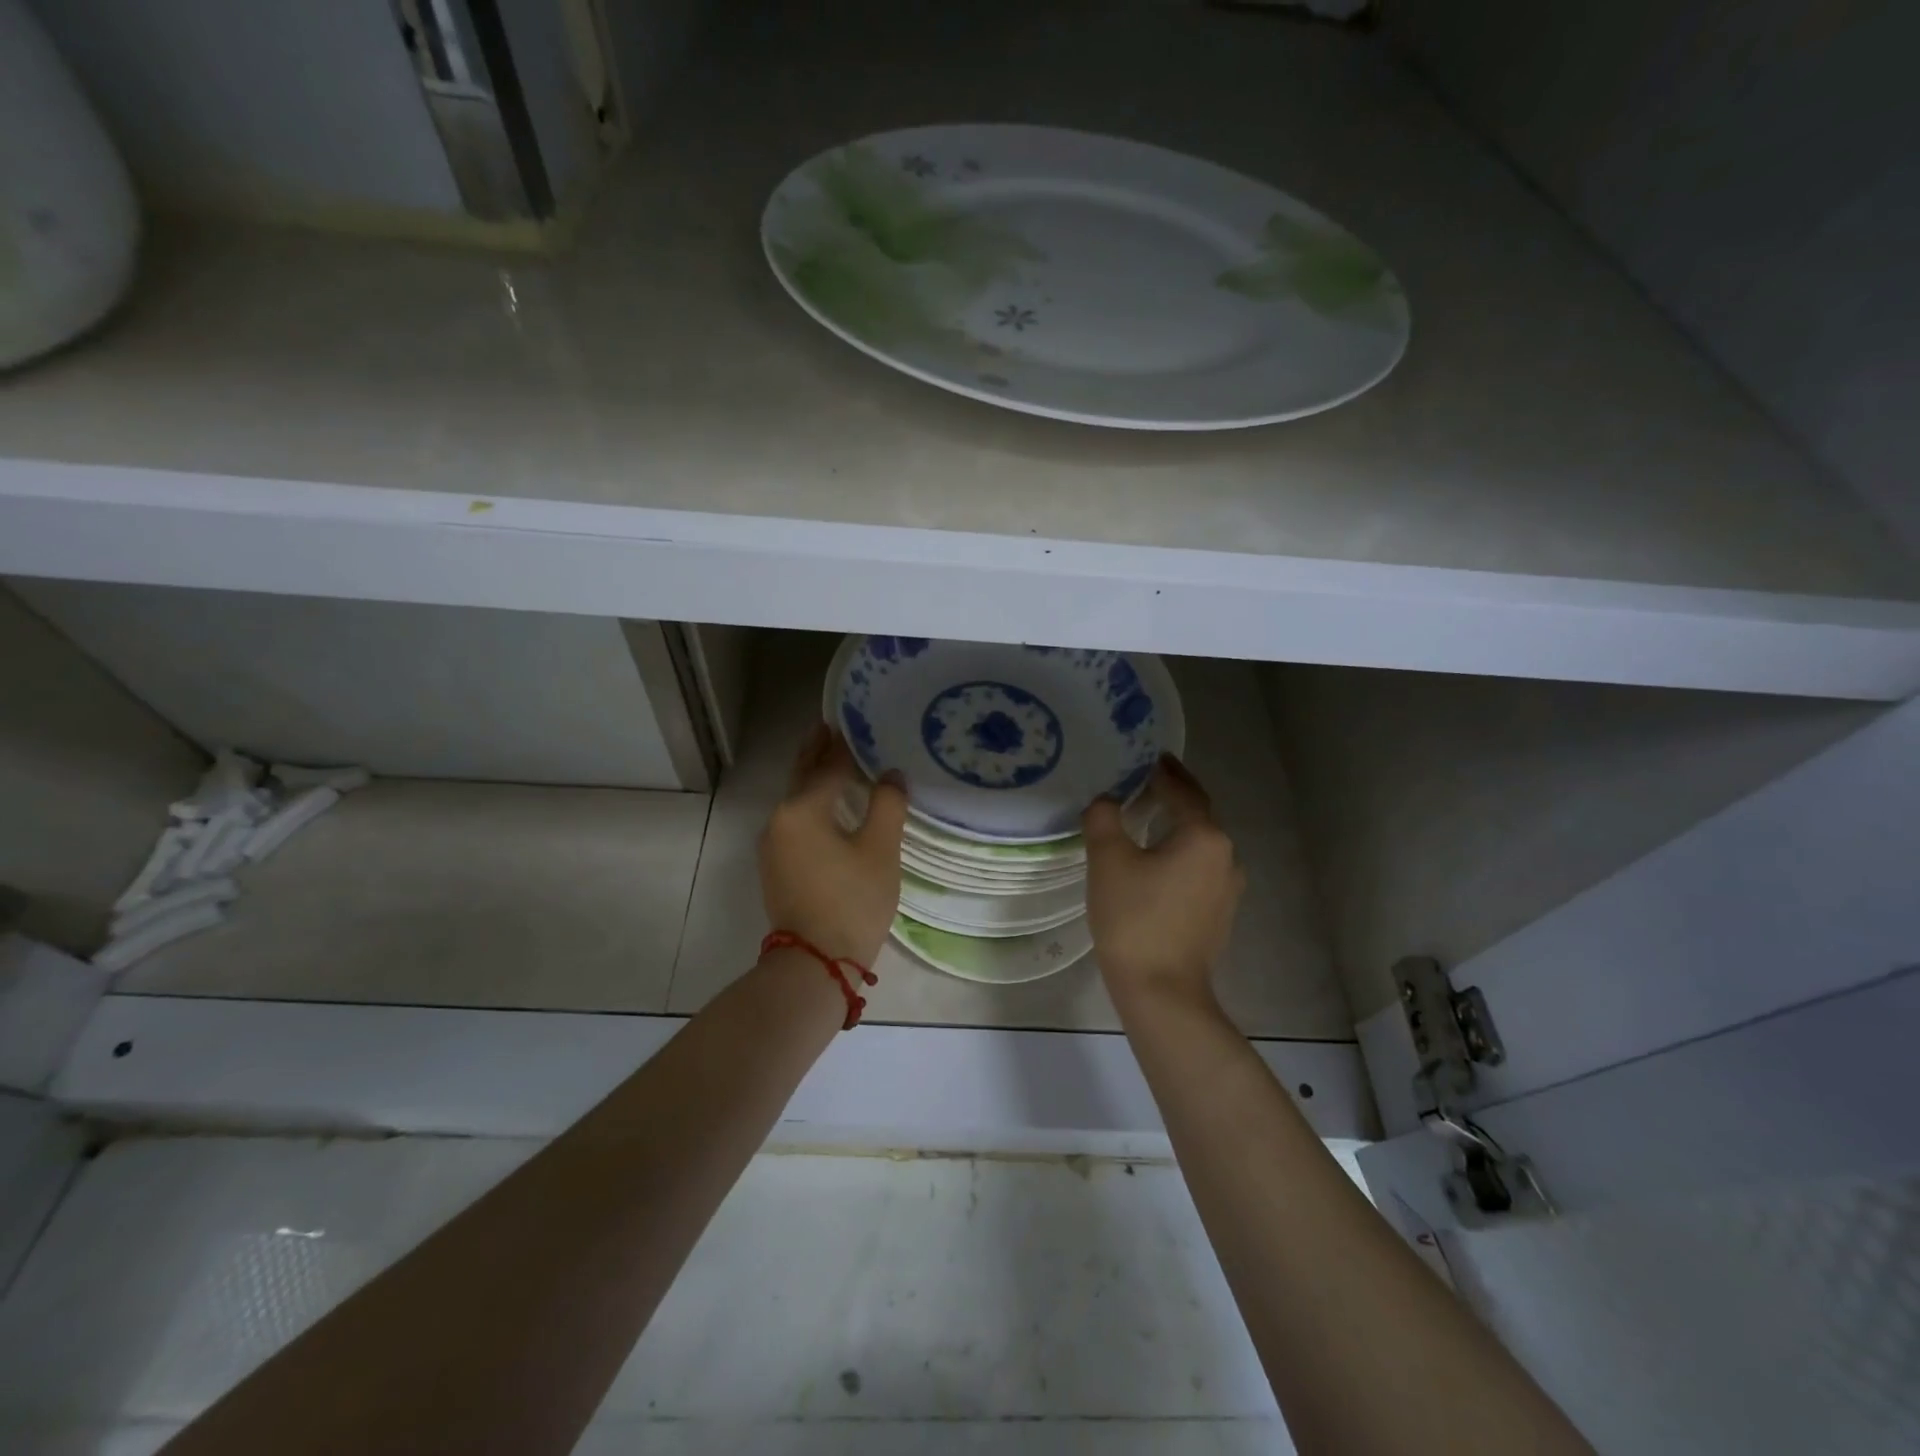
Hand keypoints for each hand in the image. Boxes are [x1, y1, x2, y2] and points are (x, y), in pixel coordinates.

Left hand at [758, 725, 908, 966]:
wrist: (816, 963)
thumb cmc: (852, 901)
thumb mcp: (880, 850)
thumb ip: (887, 805)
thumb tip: (891, 775)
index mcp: (801, 810)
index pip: (826, 767)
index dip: (842, 746)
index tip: (851, 723)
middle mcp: (779, 820)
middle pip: (801, 777)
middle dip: (815, 752)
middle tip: (828, 728)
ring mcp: (773, 845)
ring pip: (795, 801)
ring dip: (812, 779)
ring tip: (831, 761)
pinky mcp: (776, 867)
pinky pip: (794, 822)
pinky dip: (809, 805)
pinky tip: (825, 806)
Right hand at [1083, 755, 1244, 1005]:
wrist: (1162, 990)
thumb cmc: (1134, 918)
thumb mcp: (1108, 860)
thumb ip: (1104, 818)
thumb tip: (1106, 800)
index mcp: (1204, 836)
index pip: (1183, 791)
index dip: (1164, 772)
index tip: (1147, 757)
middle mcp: (1225, 855)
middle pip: (1197, 815)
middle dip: (1173, 795)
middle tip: (1145, 781)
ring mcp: (1228, 887)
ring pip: (1199, 843)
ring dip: (1177, 826)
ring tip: (1147, 817)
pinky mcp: (1220, 912)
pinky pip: (1199, 868)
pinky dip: (1180, 853)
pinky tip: (1157, 861)